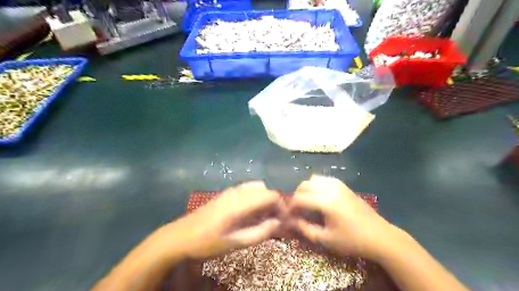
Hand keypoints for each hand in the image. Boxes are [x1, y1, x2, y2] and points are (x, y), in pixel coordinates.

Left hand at [163, 182, 282, 258]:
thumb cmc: (208, 243)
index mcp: (241, 203)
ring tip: (263, 217)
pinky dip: (254, 197)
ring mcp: (230, 191)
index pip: (270, 195)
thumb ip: (260, 232)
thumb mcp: (235, 243)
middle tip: (274, 220)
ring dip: (263, 199)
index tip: (284, 220)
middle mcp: (237, 192)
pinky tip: (249, 213)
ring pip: (255, 187)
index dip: (281, 206)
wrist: (179, 237)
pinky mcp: (224, 194)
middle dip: (273, 202)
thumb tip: (279, 223)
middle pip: (264, 189)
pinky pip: (246, 190)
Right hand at [291, 175, 395, 258]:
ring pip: (313, 179)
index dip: (291, 207)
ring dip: (306, 189)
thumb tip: (291, 221)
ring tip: (307, 202)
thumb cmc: (352, 241)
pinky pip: (324, 179)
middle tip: (297, 209)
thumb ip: (305, 229)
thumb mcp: (326, 239)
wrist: (379, 236)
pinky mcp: (343, 185)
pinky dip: (316, 185)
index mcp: (326, 203)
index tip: (289, 215)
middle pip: (304, 185)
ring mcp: (338, 185)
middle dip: (297, 196)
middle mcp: (330, 189)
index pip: (300, 198)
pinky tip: (319, 197)